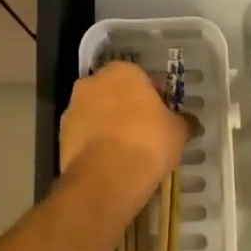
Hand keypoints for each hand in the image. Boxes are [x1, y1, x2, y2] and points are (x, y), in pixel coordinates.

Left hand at [59, 62, 189, 211]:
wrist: (106, 178)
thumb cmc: (148, 143)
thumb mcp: (178, 131)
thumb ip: (183, 121)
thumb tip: (190, 122)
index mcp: (122, 71)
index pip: (144, 78)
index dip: (156, 96)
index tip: (164, 115)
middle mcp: (92, 82)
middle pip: (116, 92)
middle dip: (129, 107)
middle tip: (147, 130)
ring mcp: (73, 109)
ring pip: (98, 113)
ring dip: (110, 125)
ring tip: (129, 150)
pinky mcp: (61, 136)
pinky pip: (86, 135)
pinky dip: (97, 143)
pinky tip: (112, 162)